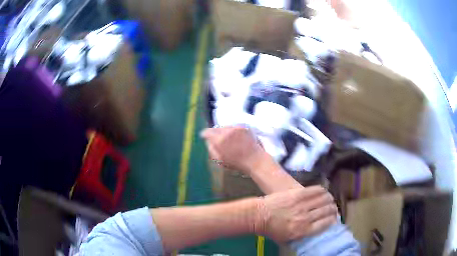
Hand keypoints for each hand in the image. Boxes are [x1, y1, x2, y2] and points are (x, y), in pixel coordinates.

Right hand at [201, 126, 265, 172]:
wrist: (255, 160)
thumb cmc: (237, 163)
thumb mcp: (219, 160)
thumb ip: (211, 149)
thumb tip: (207, 141)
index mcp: (219, 140)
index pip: (207, 132)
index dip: (205, 135)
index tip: (204, 137)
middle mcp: (226, 131)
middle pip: (216, 128)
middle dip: (215, 133)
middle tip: (217, 140)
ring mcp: (236, 128)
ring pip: (225, 127)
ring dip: (224, 131)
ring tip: (228, 139)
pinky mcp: (243, 127)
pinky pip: (233, 127)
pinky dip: (232, 131)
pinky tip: (236, 138)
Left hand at [254, 186, 337, 241]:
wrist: (258, 215)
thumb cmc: (272, 230)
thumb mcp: (287, 239)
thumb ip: (303, 236)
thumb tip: (317, 231)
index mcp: (303, 231)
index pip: (326, 223)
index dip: (333, 219)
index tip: (334, 218)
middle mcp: (306, 218)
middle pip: (327, 211)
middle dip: (333, 209)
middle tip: (333, 208)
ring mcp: (302, 204)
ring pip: (325, 199)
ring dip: (330, 199)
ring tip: (330, 200)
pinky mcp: (298, 193)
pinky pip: (316, 190)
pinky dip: (323, 191)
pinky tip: (323, 192)